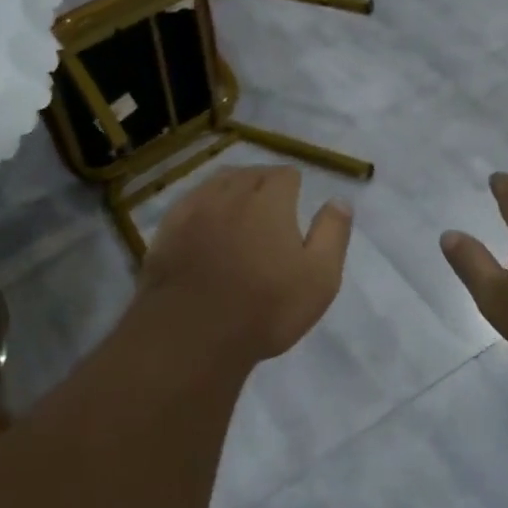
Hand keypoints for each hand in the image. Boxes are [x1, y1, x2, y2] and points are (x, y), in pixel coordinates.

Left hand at [135, 166, 352, 367]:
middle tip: (270, 206)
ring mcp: (195, 209)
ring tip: (238, 207)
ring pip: (217, 182)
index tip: (295, 203)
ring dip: (232, 188)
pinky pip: (189, 202)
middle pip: (250, 173)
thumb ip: (332, 233)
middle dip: (263, 183)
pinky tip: (204, 220)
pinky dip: (202, 204)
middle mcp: (231, 194)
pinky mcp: (168, 229)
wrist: (193, 334)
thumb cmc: (266, 307)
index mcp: (269, 200)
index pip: (285, 174)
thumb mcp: (319, 277)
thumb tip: (340, 199)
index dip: (293, 186)